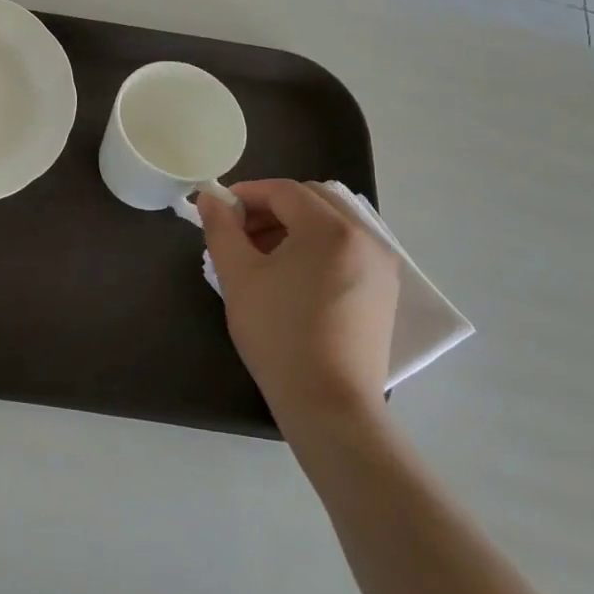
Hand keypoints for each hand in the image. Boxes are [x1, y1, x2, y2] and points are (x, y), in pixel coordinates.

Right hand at [200, 181, 398, 445]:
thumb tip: (210, 199)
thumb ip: (221, 229)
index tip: (220, 211)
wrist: (329, 403)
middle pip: (313, 200)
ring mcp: (381, 265)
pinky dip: (317, 247)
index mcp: (331, 229)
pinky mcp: (384, 290)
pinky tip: (293, 276)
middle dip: (272, 207)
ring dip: (295, 226)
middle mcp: (365, 237)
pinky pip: (348, 248)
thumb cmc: (278, 334)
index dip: (247, 194)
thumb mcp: (238, 276)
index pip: (284, 191)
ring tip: (262, 255)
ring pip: (332, 223)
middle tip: (240, 232)